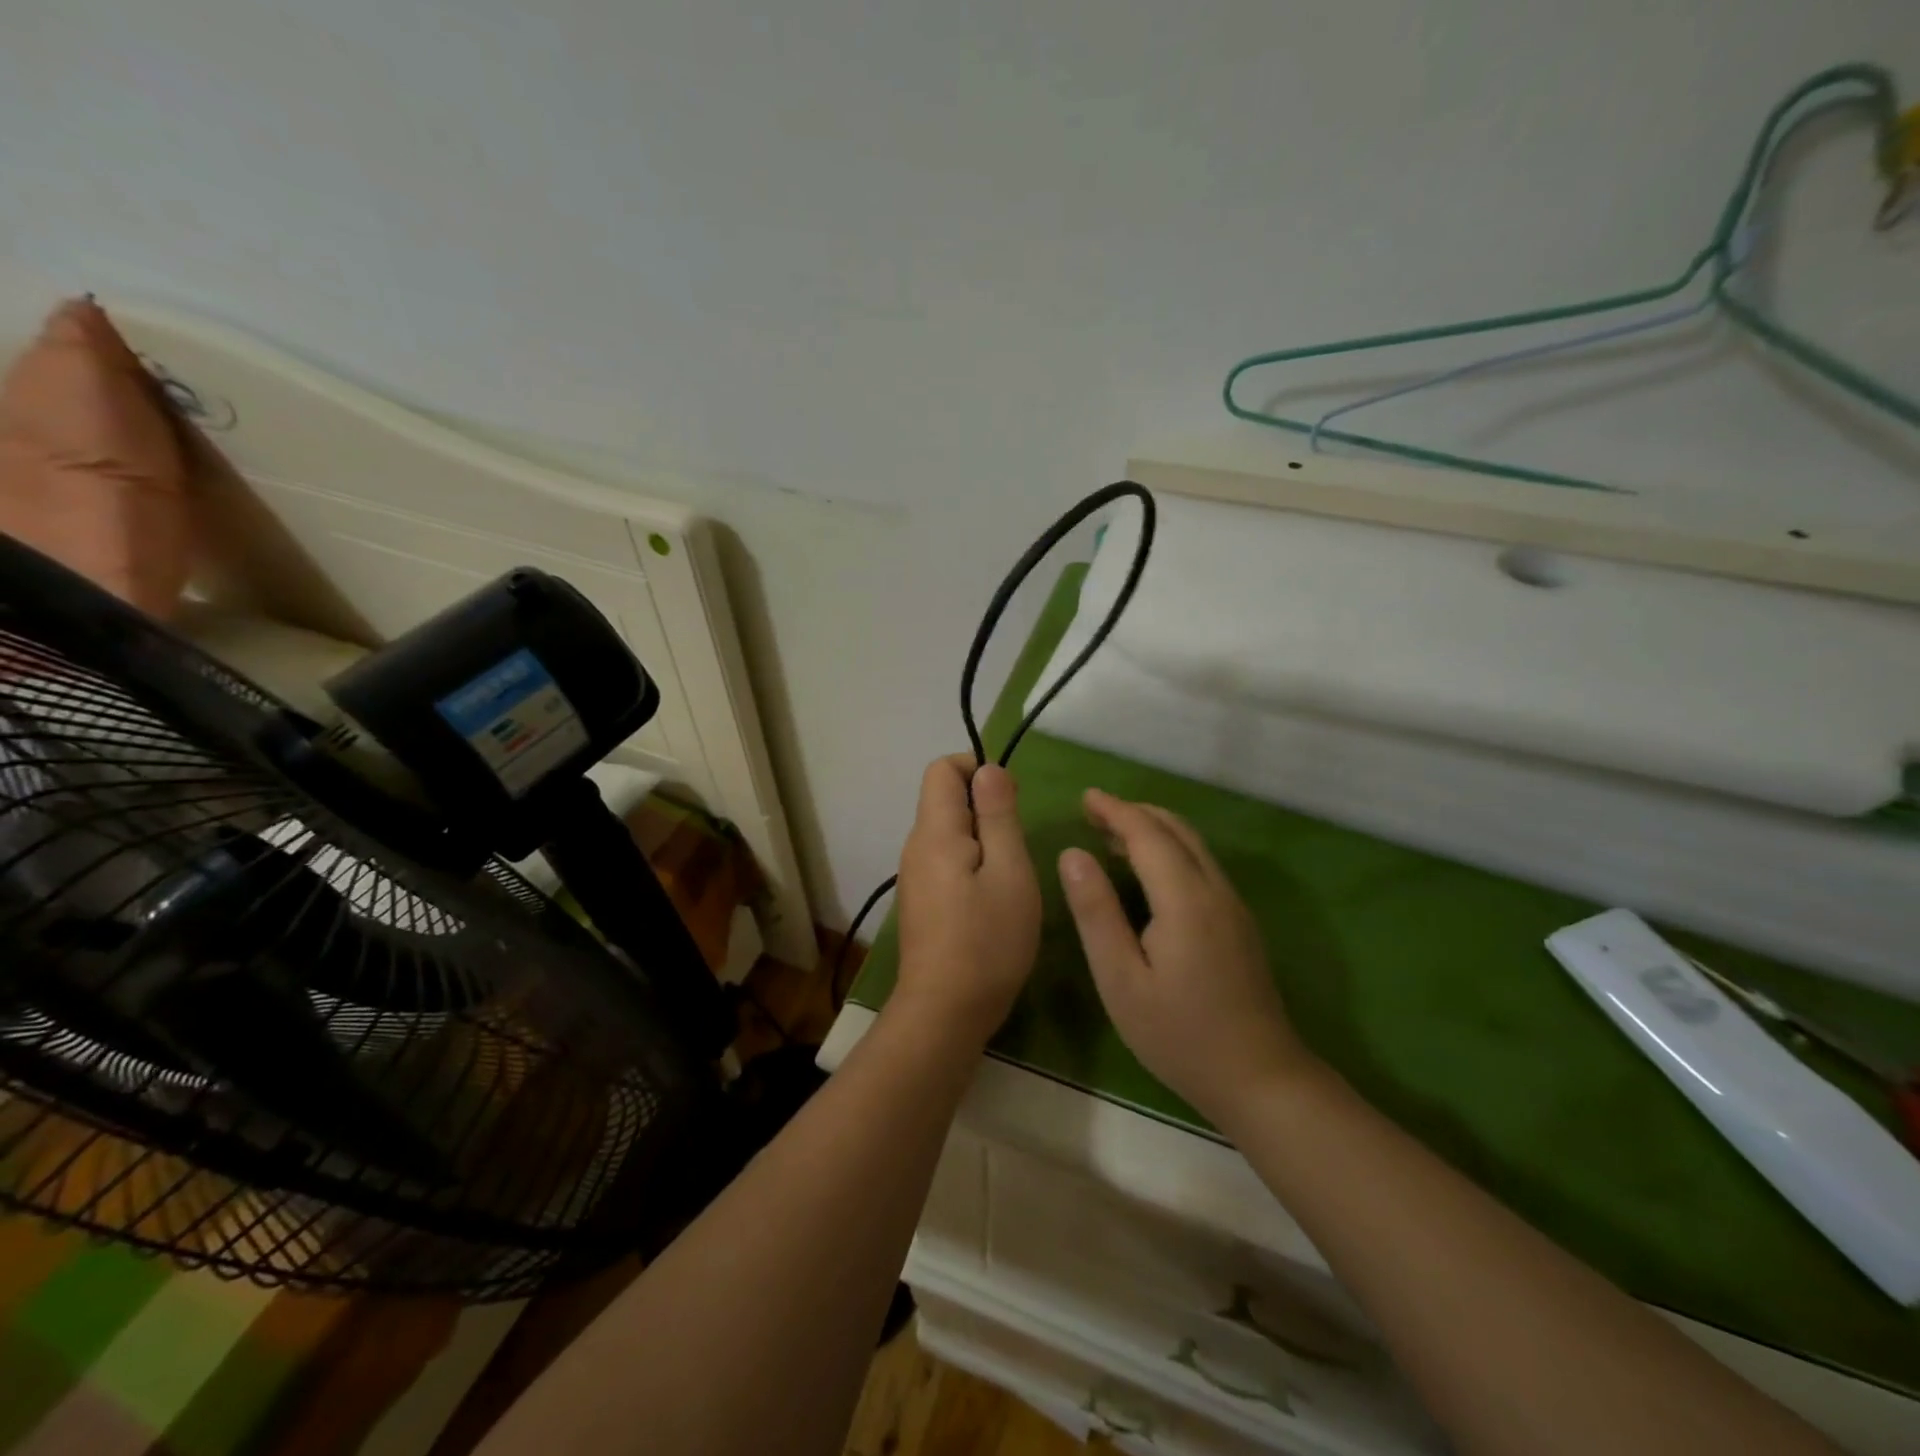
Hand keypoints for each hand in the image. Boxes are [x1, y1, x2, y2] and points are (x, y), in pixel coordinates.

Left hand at [891, 755, 1041, 1046]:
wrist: (944, 1012)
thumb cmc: (988, 940)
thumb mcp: (1010, 872)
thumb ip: (999, 815)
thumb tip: (988, 769)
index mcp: (934, 831)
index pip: (942, 769)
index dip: (976, 769)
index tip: (1010, 802)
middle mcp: (915, 846)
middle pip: (943, 799)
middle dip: (984, 808)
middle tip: (1017, 847)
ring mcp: (914, 876)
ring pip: (947, 833)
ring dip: (981, 840)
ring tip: (1009, 877)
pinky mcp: (920, 901)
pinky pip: (945, 861)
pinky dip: (971, 864)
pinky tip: (991, 901)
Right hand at [1058, 789, 1318, 1125]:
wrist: (1260, 1078)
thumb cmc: (1179, 1034)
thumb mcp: (1121, 980)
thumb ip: (1096, 913)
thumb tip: (1073, 854)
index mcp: (1185, 899)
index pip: (1148, 834)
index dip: (1115, 810)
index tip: (1085, 797)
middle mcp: (1215, 890)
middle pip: (1176, 830)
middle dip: (1134, 813)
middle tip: (1093, 813)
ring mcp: (1233, 905)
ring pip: (1193, 845)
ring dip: (1153, 830)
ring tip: (1111, 835)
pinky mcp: (1239, 922)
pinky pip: (1201, 865)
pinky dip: (1170, 849)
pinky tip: (1148, 872)